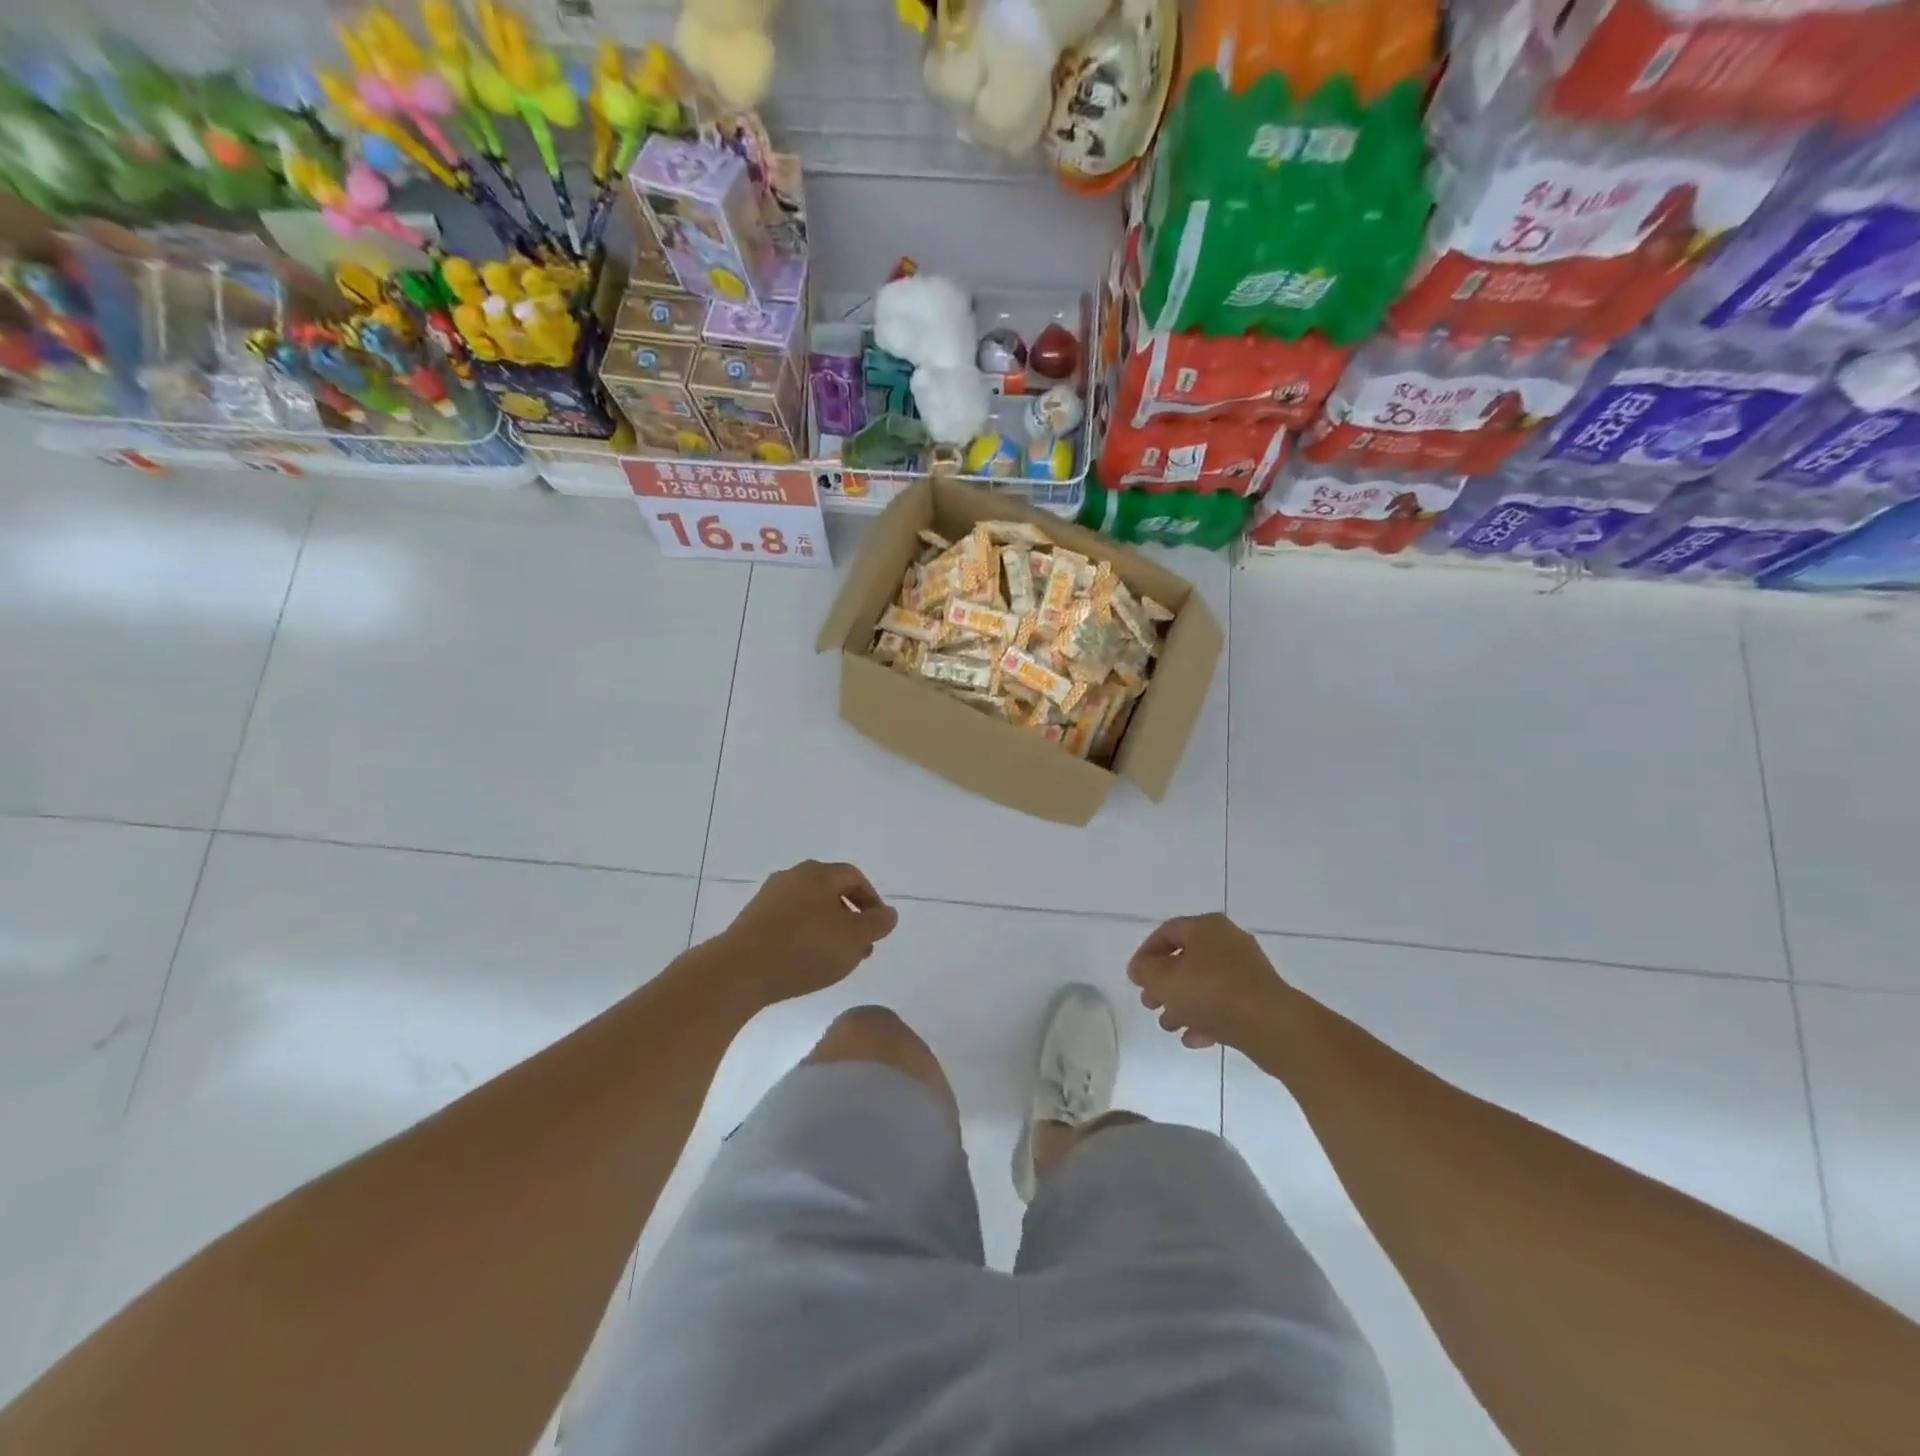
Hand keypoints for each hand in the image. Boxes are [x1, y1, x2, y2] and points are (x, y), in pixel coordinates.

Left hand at [720, 861, 898, 1004]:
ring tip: (836, 959)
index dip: (871, 901)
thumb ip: (877, 924)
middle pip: (830, 891)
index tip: (879, 928)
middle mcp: (792, 876)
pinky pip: (788, 922)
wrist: (739, 970)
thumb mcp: (854, 939)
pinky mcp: (751, 919)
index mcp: (818, 873)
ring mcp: (768, 897)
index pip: (854, 877)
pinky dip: (804, 936)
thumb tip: (888, 913)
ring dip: (828, 929)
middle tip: (860, 946)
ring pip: (809, 908)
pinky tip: (806, 961)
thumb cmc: (805, 949)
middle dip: (850, 917)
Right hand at [1127, 913, 1289, 1051]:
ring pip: (1205, 983)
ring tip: (1169, 1025)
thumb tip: (1141, 969)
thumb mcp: (1163, 980)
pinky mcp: (1260, 997)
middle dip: (1164, 983)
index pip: (1167, 932)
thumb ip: (1144, 971)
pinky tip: (1193, 1039)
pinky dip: (1206, 1017)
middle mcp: (1229, 942)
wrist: (1272, 1026)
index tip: (1135, 979)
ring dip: (1183, 1004)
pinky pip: (1225, 1003)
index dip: (1146, 954)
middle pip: (1186, 959)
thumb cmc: (1211, 993)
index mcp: (1206, 927)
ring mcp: (1248, 971)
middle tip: (1150, 1003)